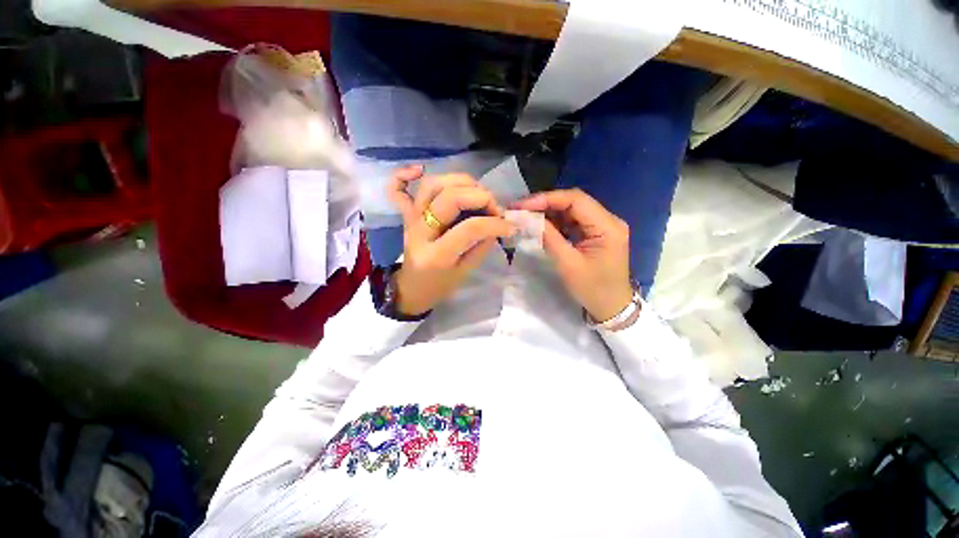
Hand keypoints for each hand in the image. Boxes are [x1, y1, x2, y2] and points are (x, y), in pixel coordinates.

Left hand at [387, 165, 514, 314]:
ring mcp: (410, 220)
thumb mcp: (466, 273)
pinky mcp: (405, 215)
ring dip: (459, 181)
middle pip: (448, 198)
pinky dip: (404, 174)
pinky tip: (420, 169)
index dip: (495, 223)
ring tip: (476, 191)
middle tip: (494, 208)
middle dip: (479, 196)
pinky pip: (396, 190)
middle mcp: (420, 232)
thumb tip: (497, 224)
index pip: (469, 228)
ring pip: (431, 185)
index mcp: (436, 255)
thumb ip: (482, 246)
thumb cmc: (440, 285)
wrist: (412, 289)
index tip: (510, 226)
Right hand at [512, 188, 632, 321]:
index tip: (524, 205)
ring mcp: (602, 226)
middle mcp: (608, 220)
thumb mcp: (568, 264)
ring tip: (526, 216)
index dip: (547, 199)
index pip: (576, 200)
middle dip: (545, 204)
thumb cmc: (592, 289)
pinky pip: (573, 221)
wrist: (611, 307)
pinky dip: (556, 222)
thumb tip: (529, 219)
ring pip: (572, 210)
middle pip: (574, 202)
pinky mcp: (596, 233)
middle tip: (520, 209)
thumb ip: (549, 238)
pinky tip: (541, 225)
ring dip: (549, 212)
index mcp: (607, 226)